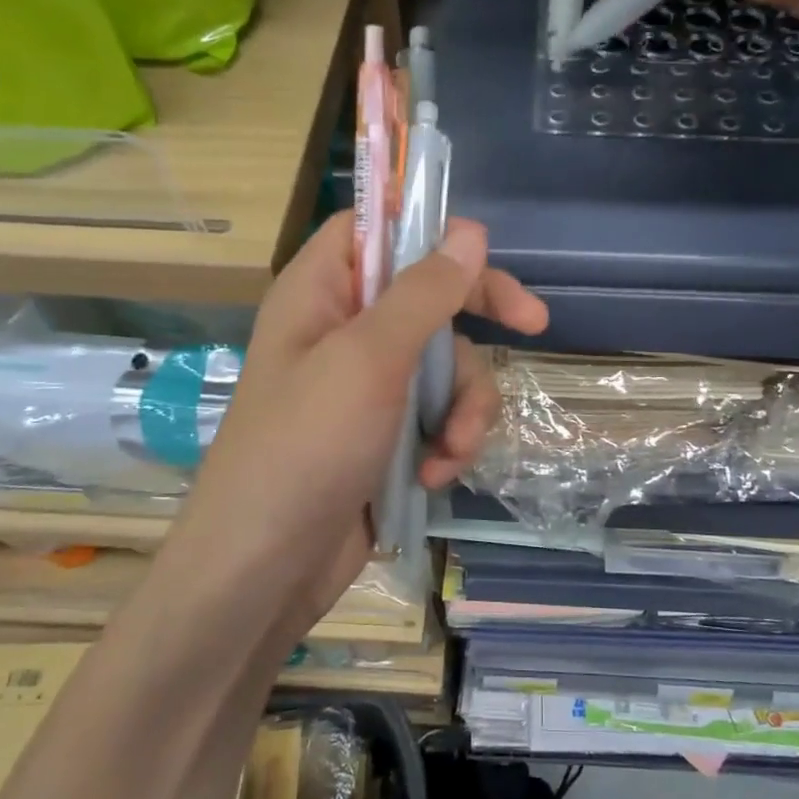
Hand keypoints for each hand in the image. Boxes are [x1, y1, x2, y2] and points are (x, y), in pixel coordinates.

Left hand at [169, 212, 547, 648]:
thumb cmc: (306, 447)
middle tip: (533, 325)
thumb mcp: (369, 359)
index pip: (376, 228)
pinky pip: (439, 413)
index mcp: (321, 292)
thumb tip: (469, 229)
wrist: (266, 569)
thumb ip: (423, 292)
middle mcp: (344, 330)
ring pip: (447, 363)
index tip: (481, 249)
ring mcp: (367, 385)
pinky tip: (436, 474)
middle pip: (430, 295)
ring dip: (464, 406)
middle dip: (479, 320)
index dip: (426, 228)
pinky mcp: (386, 434)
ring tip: (451, 449)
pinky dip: (448, 441)